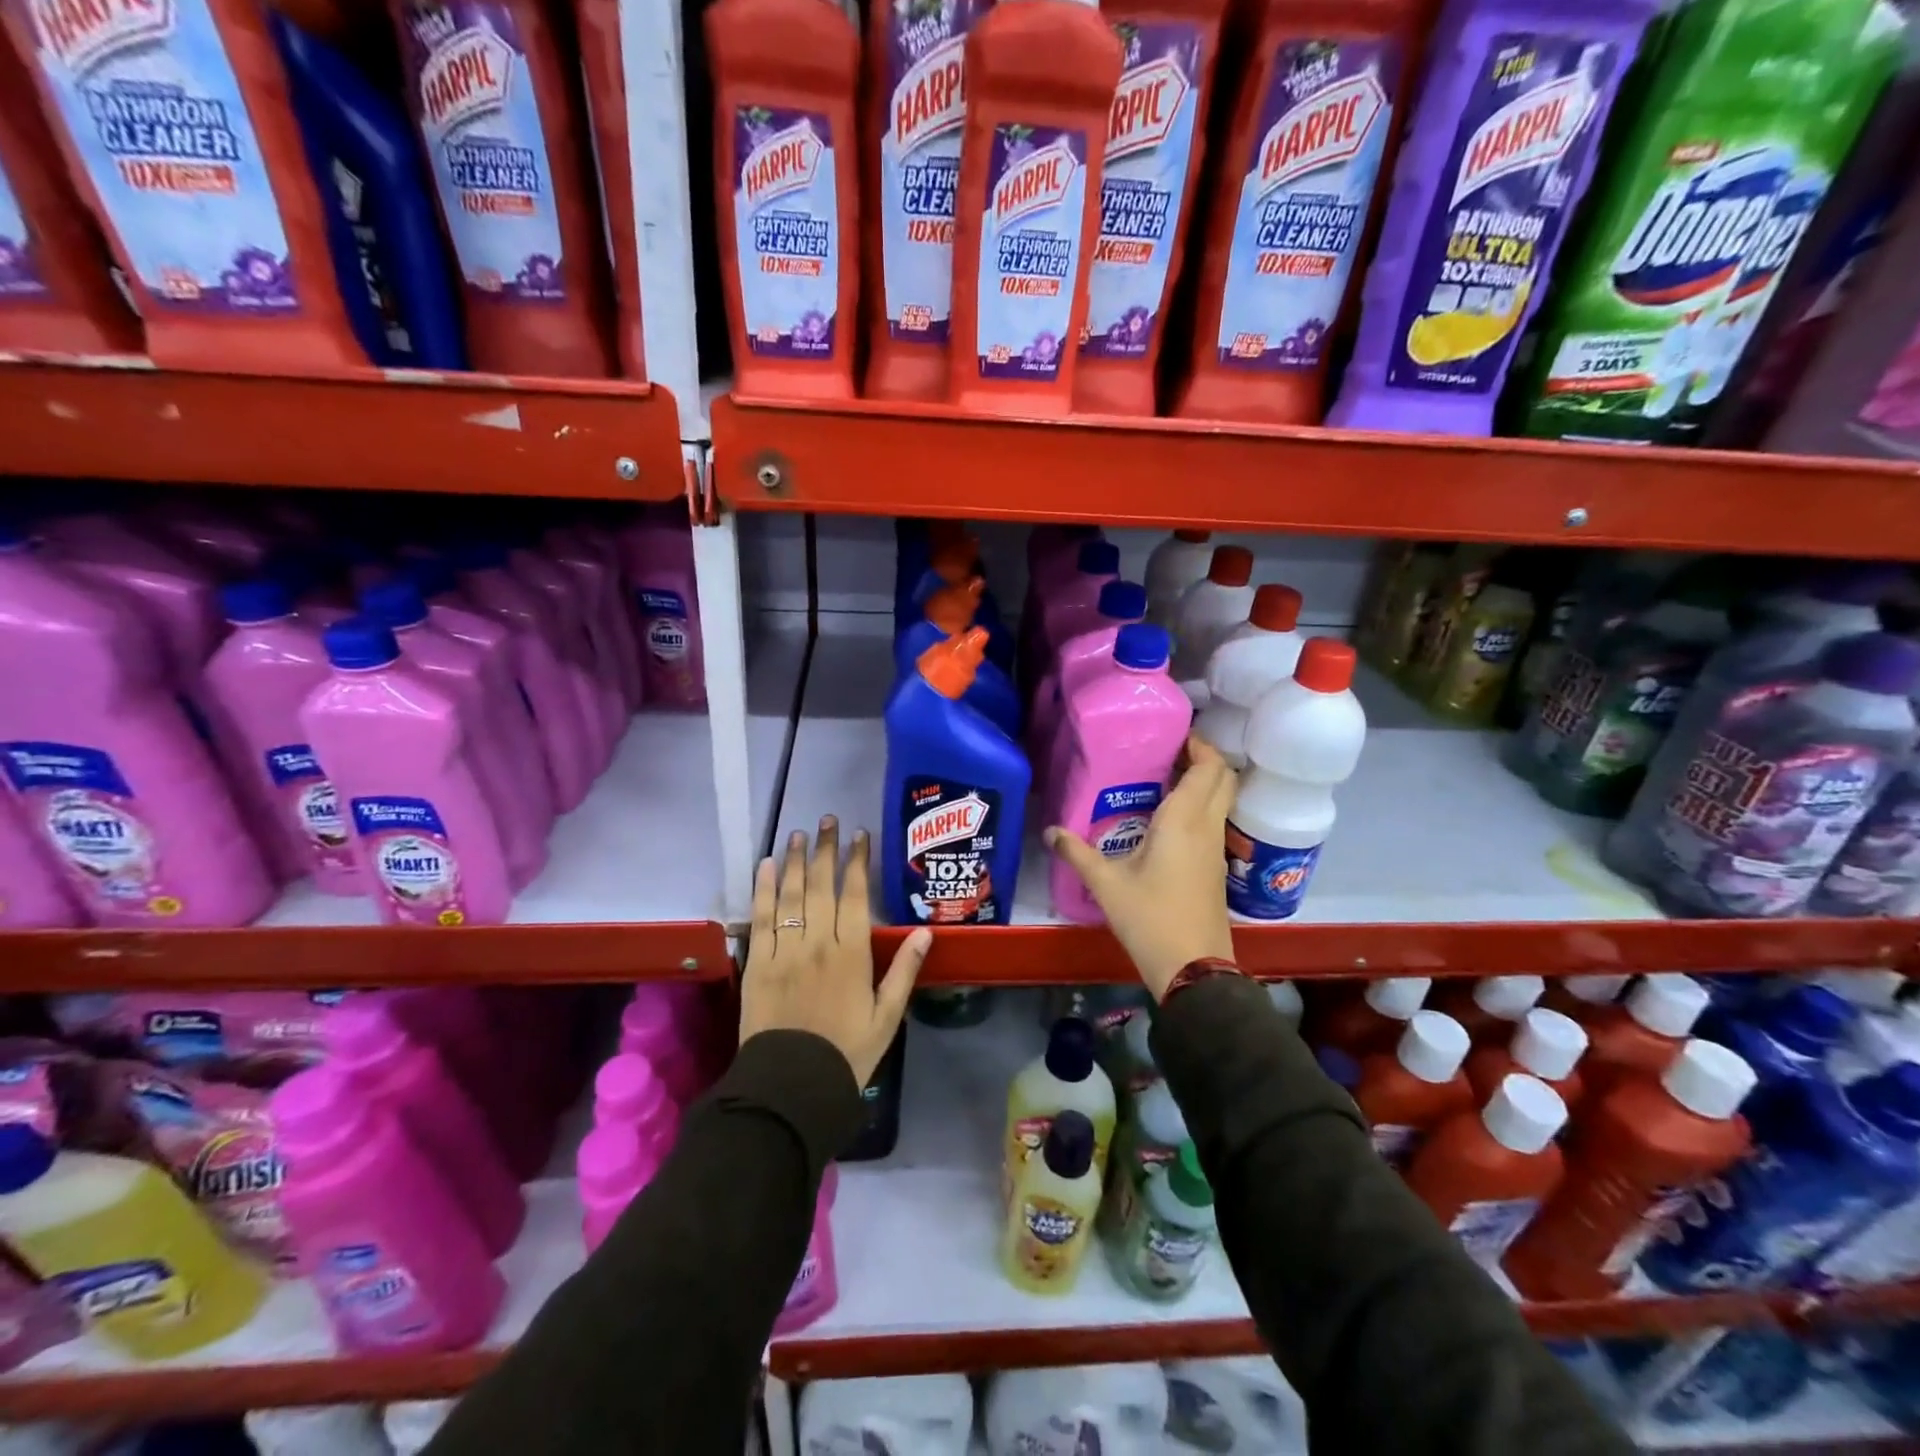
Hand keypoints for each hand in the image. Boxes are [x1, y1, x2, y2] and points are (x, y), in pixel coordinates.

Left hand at [741, 817, 932, 1085]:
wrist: (793, 1084)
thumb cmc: (847, 1052)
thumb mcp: (887, 1016)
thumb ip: (904, 971)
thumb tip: (927, 931)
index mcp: (852, 954)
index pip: (855, 895)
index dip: (857, 861)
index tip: (860, 835)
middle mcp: (818, 942)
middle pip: (822, 886)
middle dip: (826, 850)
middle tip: (826, 820)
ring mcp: (785, 950)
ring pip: (791, 894)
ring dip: (795, 860)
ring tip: (798, 834)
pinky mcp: (758, 962)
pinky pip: (761, 918)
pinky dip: (763, 889)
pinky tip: (765, 867)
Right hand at [1045, 733, 1236, 999]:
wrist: (1193, 967)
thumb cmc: (1150, 918)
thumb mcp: (1106, 884)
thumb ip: (1077, 853)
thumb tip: (1049, 831)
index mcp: (1185, 821)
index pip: (1209, 767)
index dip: (1199, 744)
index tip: (1173, 735)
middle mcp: (1207, 828)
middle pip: (1224, 779)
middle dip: (1203, 759)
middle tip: (1167, 754)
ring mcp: (1215, 849)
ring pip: (1221, 801)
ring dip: (1202, 784)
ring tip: (1161, 781)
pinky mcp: (1215, 868)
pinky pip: (1213, 823)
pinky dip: (1199, 808)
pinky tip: (1165, 821)